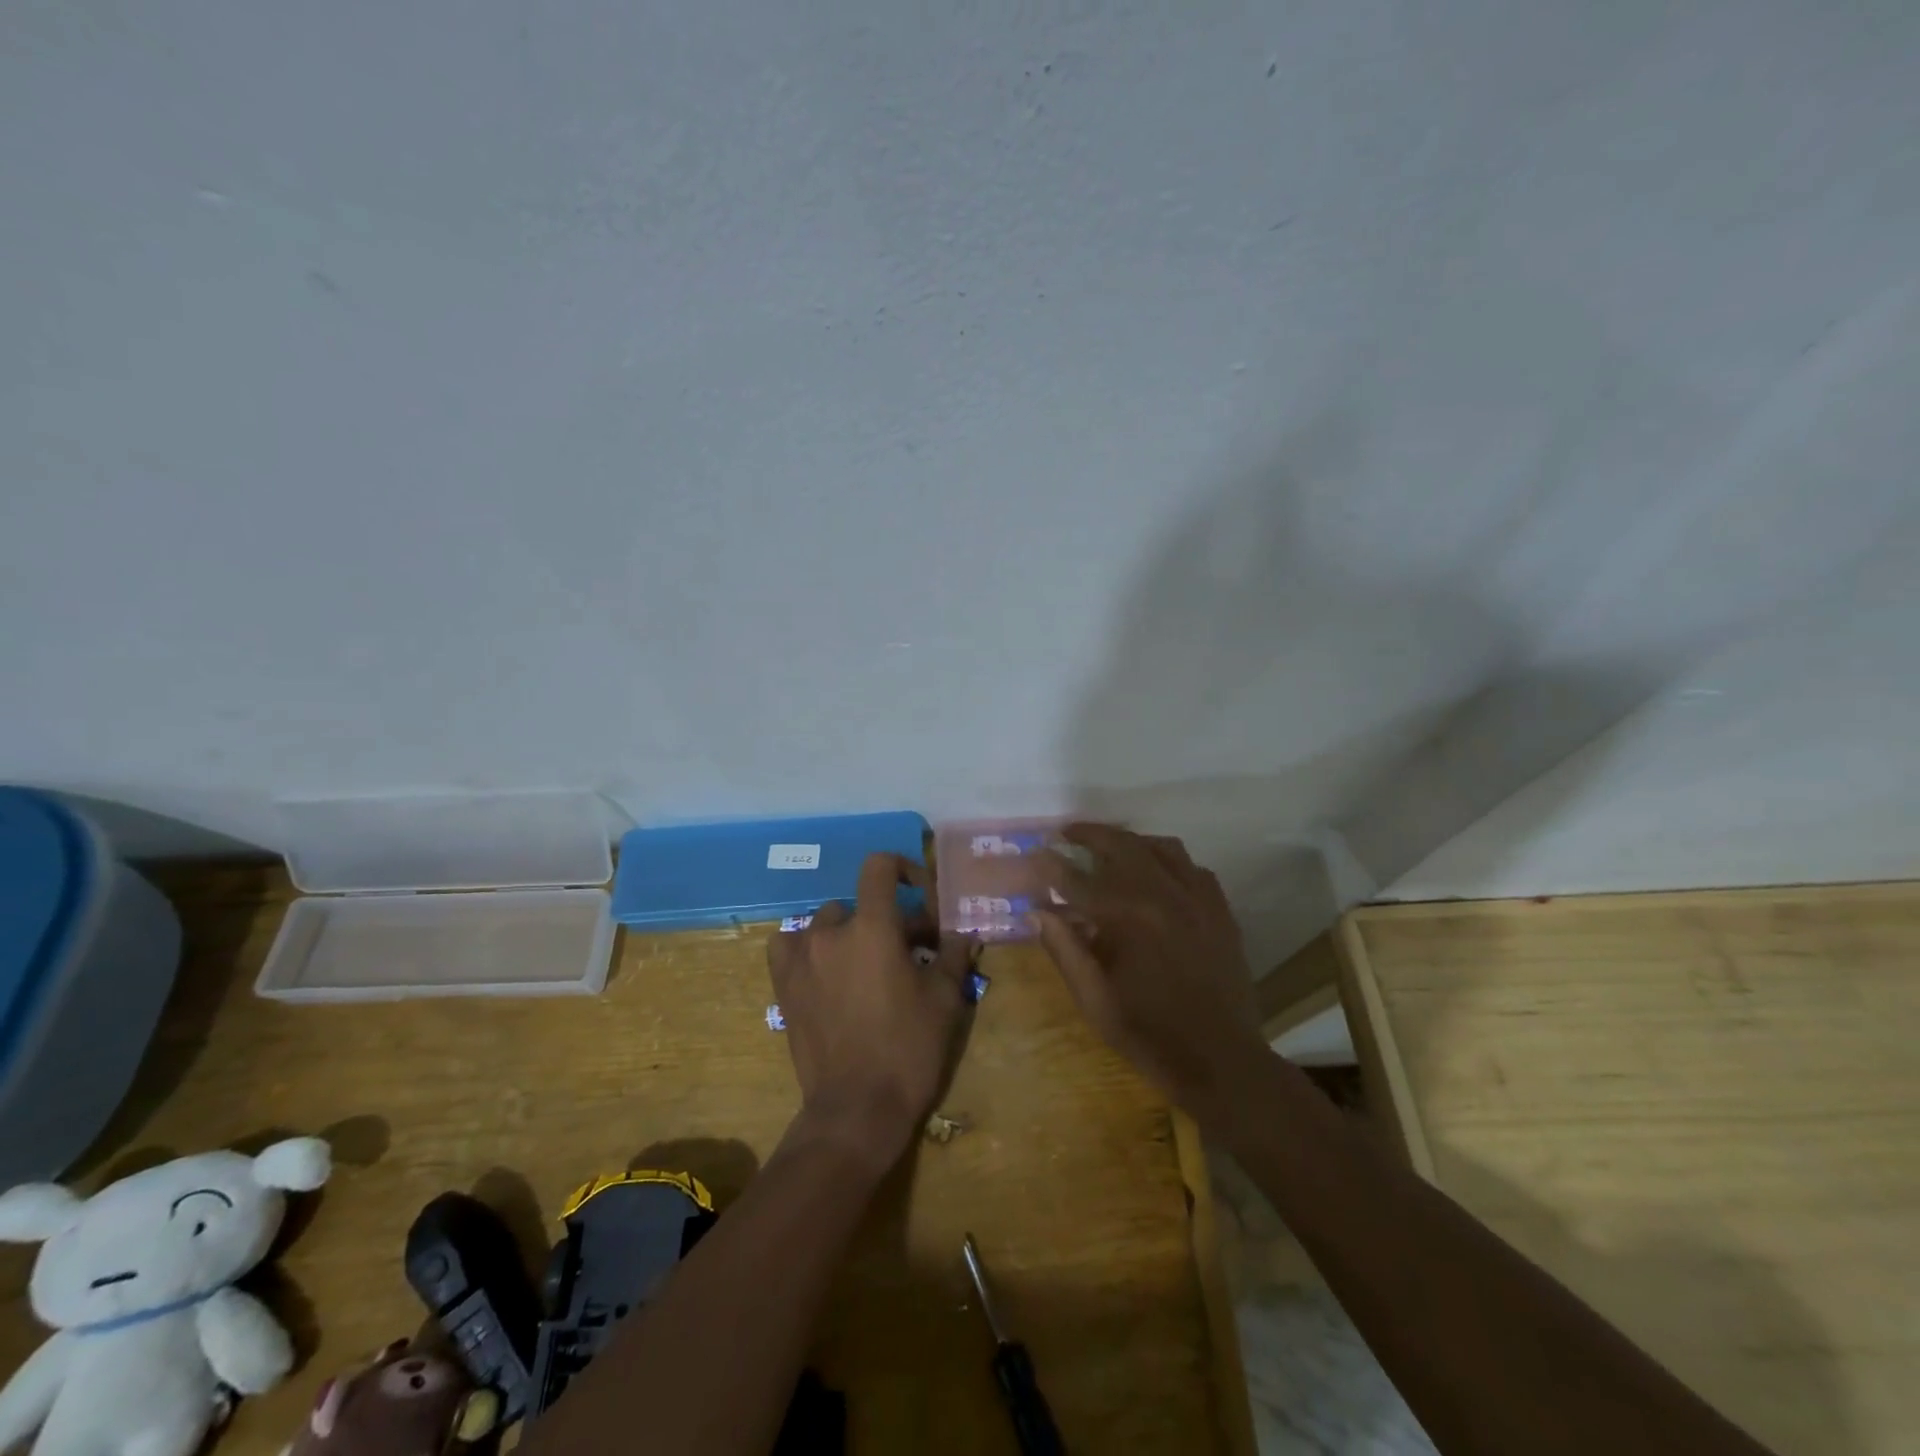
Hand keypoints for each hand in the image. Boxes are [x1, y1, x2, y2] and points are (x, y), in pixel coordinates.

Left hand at [766, 853, 974, 1166]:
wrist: (856, 1109)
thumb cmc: (908, 1048)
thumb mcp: (945, 999)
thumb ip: (954, 955)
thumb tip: (963, 933)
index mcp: (872, 927)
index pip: (879, 867)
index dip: (903, 869)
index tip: (921, 896)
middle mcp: (830, 932)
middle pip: (861, 904)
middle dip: (889, 920)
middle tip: (911, 952)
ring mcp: (800, 958)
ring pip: (827, 923)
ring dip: (850, 933)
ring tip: (867, 964)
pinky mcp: (783, 985)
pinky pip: (789, 946)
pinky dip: (807, 947)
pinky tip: (824, 969)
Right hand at [1034, 824, 1266, 1118]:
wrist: (1222, 1061)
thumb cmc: (1150, 1034)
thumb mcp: (1095, 1000)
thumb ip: (1065, 950)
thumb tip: (1037, 911)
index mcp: (1127, 917)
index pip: (1077, 879)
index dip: (1050, 865)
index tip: (1033, 854)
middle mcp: (1163, 895)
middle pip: (1121, 844)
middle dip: (1089, 834)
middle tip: (1067, 832)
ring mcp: (1198, 898)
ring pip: (1161, 847)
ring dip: (1131, 841)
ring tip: (1111, 848)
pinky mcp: (1220, 909)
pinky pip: (1193, 867)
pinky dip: (1169, 862)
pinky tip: (1158, 876)